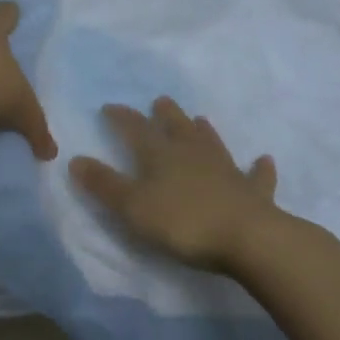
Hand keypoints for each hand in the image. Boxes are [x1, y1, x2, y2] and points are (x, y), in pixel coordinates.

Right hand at [69, 97, 278, 272]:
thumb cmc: (182, 222)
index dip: (121, 118)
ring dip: (204, 131)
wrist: (247, 238)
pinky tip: (264, 160)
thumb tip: (75, 159)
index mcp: (161, 155)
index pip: (136, 129)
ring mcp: (226, 170)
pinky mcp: (252, 192)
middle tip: (160, 101)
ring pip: (212, 143)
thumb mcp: (132, 206)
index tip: (109, 107)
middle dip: (166, 114)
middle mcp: (193, 154)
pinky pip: (256, 176)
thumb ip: (104, 184)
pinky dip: (259, 168)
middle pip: (177, 127)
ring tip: (200, 119)